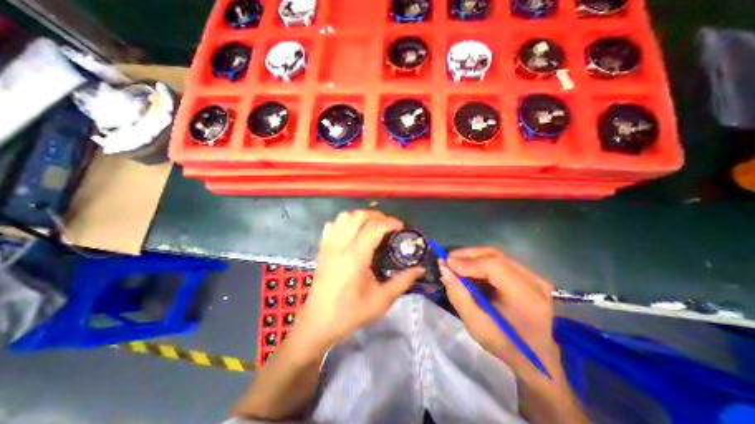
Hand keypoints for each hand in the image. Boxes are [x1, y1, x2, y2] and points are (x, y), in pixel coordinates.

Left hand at [295, 209, 423, 349]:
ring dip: (360, 216)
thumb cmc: (351, 312)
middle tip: (388, 224)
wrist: (319, 321)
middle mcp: (340, 246)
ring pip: (344, 216)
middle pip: (358, 216)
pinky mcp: (322, 248)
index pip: (374, 227)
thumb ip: (403, 281)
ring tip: (371, 225)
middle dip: (377, 215)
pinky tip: (352, 231)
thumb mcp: (382, 299)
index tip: (401, 227)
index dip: (390, 222)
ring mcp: (328, 245)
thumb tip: (420, 269)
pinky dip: (344, 222)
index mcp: (355, 257)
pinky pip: (332, 225)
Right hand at [437, 244, 565, 386]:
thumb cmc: (505, 345)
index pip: (495, 266)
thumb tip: (444, 268)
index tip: (446, 263)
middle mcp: (536, 283)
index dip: (468, 261)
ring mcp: (536, 277)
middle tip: (448, 261)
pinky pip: (501, 260)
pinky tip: (470, 268)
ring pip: (497, 255)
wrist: (537, 357)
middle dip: (467, 255)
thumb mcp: (476, 325)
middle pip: (495, 255)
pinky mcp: (531, 274)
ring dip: (473, 256)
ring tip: (456, 264)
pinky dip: (481, 260)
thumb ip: (458, 295)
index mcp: (526, 300)